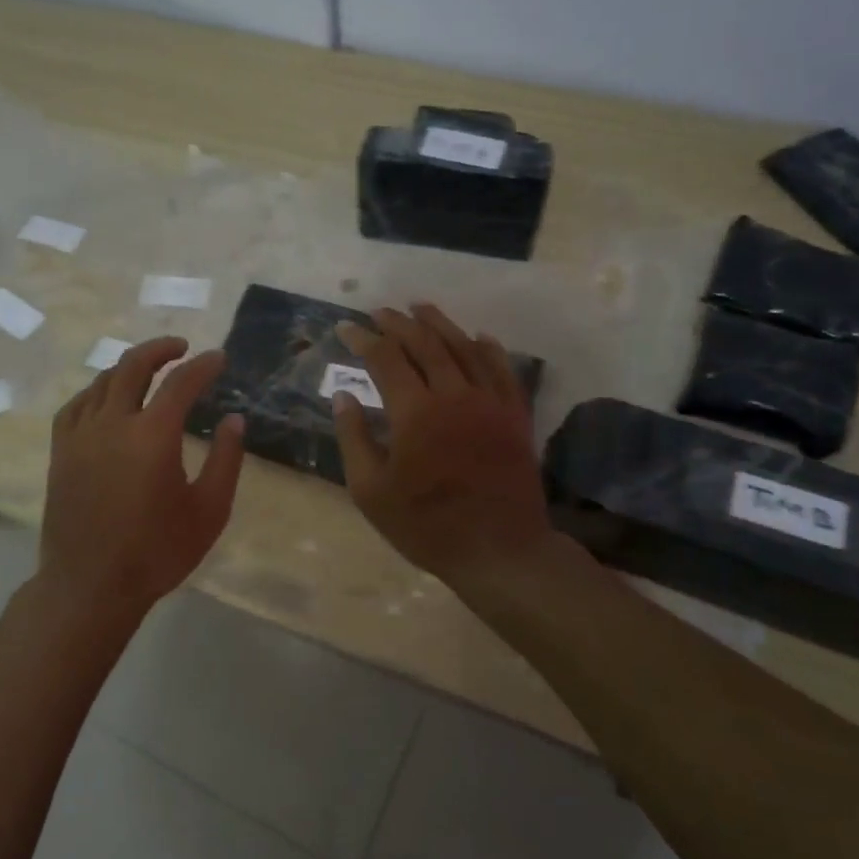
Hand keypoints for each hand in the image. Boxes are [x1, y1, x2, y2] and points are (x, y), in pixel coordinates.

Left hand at [39, 336, 245, 620]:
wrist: (90, 585)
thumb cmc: (157, 552)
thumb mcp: (209, 510)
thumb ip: (226, 460)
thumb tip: (234, 420)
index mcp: (152, 435)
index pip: (180, 383)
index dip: (203, 366)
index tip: (219, 358)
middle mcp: (112, 423)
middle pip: (133, 366)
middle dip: (160, 349)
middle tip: (182, 348)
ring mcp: (80, 436)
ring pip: (102, 382)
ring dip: (128, 367)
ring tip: (148, 369)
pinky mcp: (60, 453)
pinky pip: (75, 406)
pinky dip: (95, 391)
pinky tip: (105, 398)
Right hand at [332, 304, 553, 586]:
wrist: (499, 550)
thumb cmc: (425, 525)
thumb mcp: (371, 491)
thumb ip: (354, 438)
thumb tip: (343, 396)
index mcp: (414, 412)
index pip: (385, 359)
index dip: (363, 339)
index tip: (346, 328)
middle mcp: (454, 394)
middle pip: (425, 344)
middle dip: (399, 323)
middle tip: (380, 312)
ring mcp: (490, 402)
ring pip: (464, 348)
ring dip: (440, 324)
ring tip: (421, 308)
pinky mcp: (515, 416)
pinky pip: (503, 370)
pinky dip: (489, 349)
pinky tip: (479, 337)